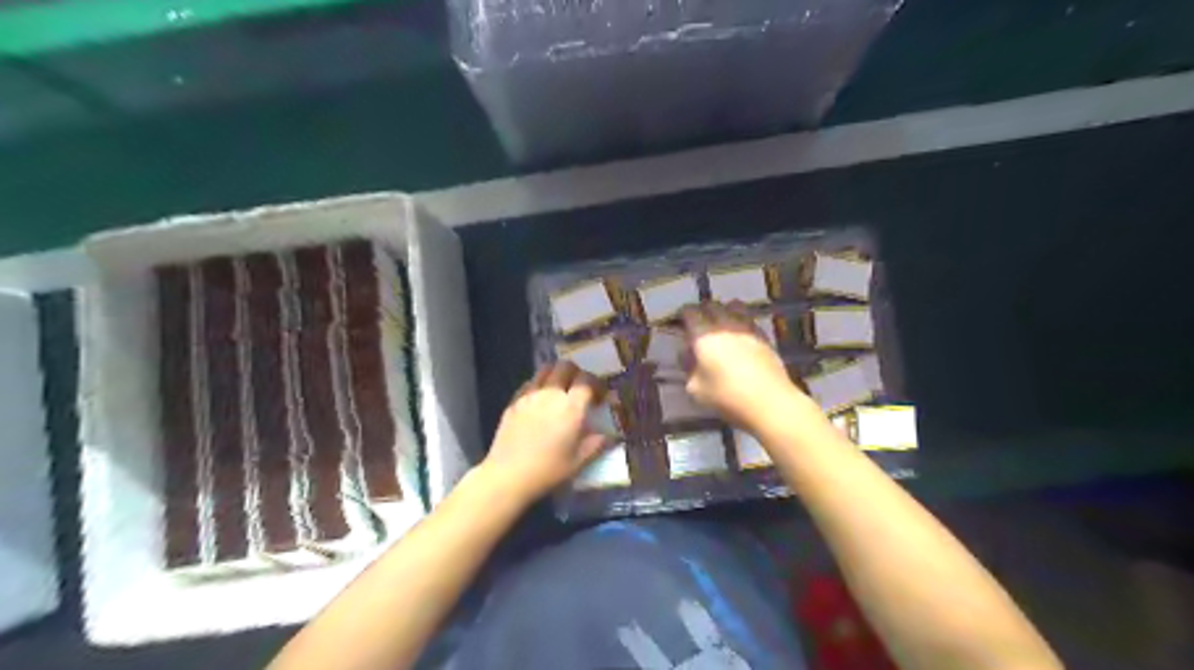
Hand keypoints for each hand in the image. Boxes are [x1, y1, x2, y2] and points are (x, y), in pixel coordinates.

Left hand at [480, 363, 610, 503]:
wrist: (508, 475)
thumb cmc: (548, 470)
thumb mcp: (579, 461)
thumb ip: (596, 444)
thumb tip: (609, 435)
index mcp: (571, 407)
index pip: (587, 379)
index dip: (596, 385)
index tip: (598, 399)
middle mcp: (551, 394)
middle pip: (566, 366)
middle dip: (577, 373)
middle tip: (579, 390)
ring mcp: (530, 395)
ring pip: (545, 370)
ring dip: (556, 375)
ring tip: (559, 392)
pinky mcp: (514, 401)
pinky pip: (529, 383)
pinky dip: (538, 386)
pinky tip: (539, 403)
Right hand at [686, 301, 805, 429]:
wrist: (769, 402)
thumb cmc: (727, 396)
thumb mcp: (696, 389)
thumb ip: (688, 368)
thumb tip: (688, 355)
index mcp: (704, 335)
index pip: (690, 312)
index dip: (683, 314)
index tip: (680, 321)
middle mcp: (725, 325)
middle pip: (712, 305)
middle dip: (702, 310)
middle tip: (698, 323)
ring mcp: (747, 328)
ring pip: (734, 306)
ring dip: (724, 311)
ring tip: (721, 324)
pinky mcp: (764, 337)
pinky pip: (749, 319)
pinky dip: (741, 321)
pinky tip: (739, 336)